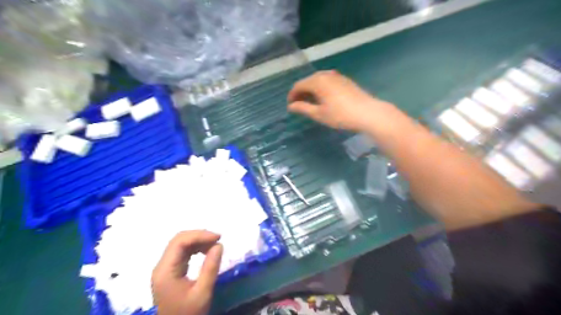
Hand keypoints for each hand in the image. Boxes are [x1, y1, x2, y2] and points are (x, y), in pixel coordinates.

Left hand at [152, 229, 225, 313]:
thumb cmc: (189, 314)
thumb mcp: (202, 293)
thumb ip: (210, 268)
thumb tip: (219, 245)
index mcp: (165, 271)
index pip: (179, 242)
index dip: (199, 235)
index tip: (218, 237)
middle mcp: (161, 266)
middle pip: (178, 240)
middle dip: (199, 236)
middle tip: (218, 239)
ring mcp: (164, 268)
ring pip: (180, 244)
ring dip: (198, 241)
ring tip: (214, 245)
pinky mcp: (169, 271)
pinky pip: (181, 252)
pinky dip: (195, 248)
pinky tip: (206, 251)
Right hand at [287, 71, 390, 131]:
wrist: (367, 113)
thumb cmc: (340, 115)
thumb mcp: (319, 114)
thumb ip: (303, 108)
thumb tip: (291, 106)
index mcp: (317, 81)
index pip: (298, 85)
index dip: (292, 95)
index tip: (290, 106)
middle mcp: (326, 74)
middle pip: (308, 81)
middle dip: (301, 92)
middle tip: (298, 105)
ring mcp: (337, 76)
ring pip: (318, 80)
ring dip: (311, 90)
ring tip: (310, 103)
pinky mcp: (345, 80)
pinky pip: (327, 81)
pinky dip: (321, 88)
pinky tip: (323, 98)